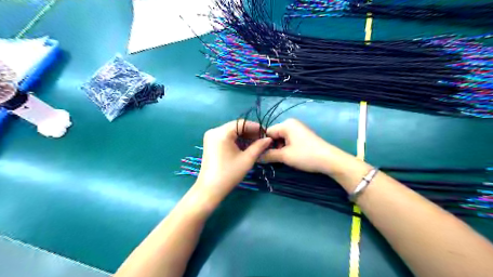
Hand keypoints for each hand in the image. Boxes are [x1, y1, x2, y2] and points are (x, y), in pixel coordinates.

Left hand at [196, 120, 273, 201]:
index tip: (266, 133)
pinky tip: (245, 146)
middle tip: (262, 139)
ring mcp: (211, 137)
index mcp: (222, 133)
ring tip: (256, 143)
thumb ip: (259, 146)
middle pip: (236, 126)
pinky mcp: (210, 143)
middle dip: (250, 132)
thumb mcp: (247, 159)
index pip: (242, 123)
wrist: (210, 189)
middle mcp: (214, 131)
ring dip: (243, 136)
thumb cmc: (229, 174)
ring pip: (231, 131)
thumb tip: (269, 139)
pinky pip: (226, 137)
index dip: (255, 127)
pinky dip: (236, 140)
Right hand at [262, 116, 353, 174]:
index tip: (259, 155)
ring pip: (281, 139)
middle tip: (269, 160)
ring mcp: (298, 130)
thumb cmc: (305, 155)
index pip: (267, 132)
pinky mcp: (302, 136)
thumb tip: (256, 157)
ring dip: (279, 149)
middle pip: (274, 135)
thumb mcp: (284, 156)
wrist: (329, 160)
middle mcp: (291, 124)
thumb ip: (268, 155)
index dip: (263, 144)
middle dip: (272, 147)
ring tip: (280, 160)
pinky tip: (288, 157)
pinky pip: (289, 141)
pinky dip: (286, 149)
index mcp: (286, 124)